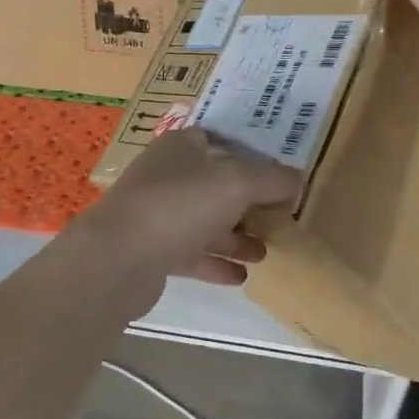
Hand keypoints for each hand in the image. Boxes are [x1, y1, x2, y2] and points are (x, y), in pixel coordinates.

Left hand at [71, 127, 301, 291]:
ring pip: (206, 221)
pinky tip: (243, 277)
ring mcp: (158, 214)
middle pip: (216, 185)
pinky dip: (218, 262)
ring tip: (267, 251)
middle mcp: (168, 176)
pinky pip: (194, 254)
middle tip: (281, 219)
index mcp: (182, 147)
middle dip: (249, 202)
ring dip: (237, 236)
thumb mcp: (236, 183)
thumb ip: (272, 180)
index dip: (252, 156)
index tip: (281, 176)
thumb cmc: (179, 204)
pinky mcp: (153, 251)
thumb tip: (299, 180)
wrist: (118, 258)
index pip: (221, 142)